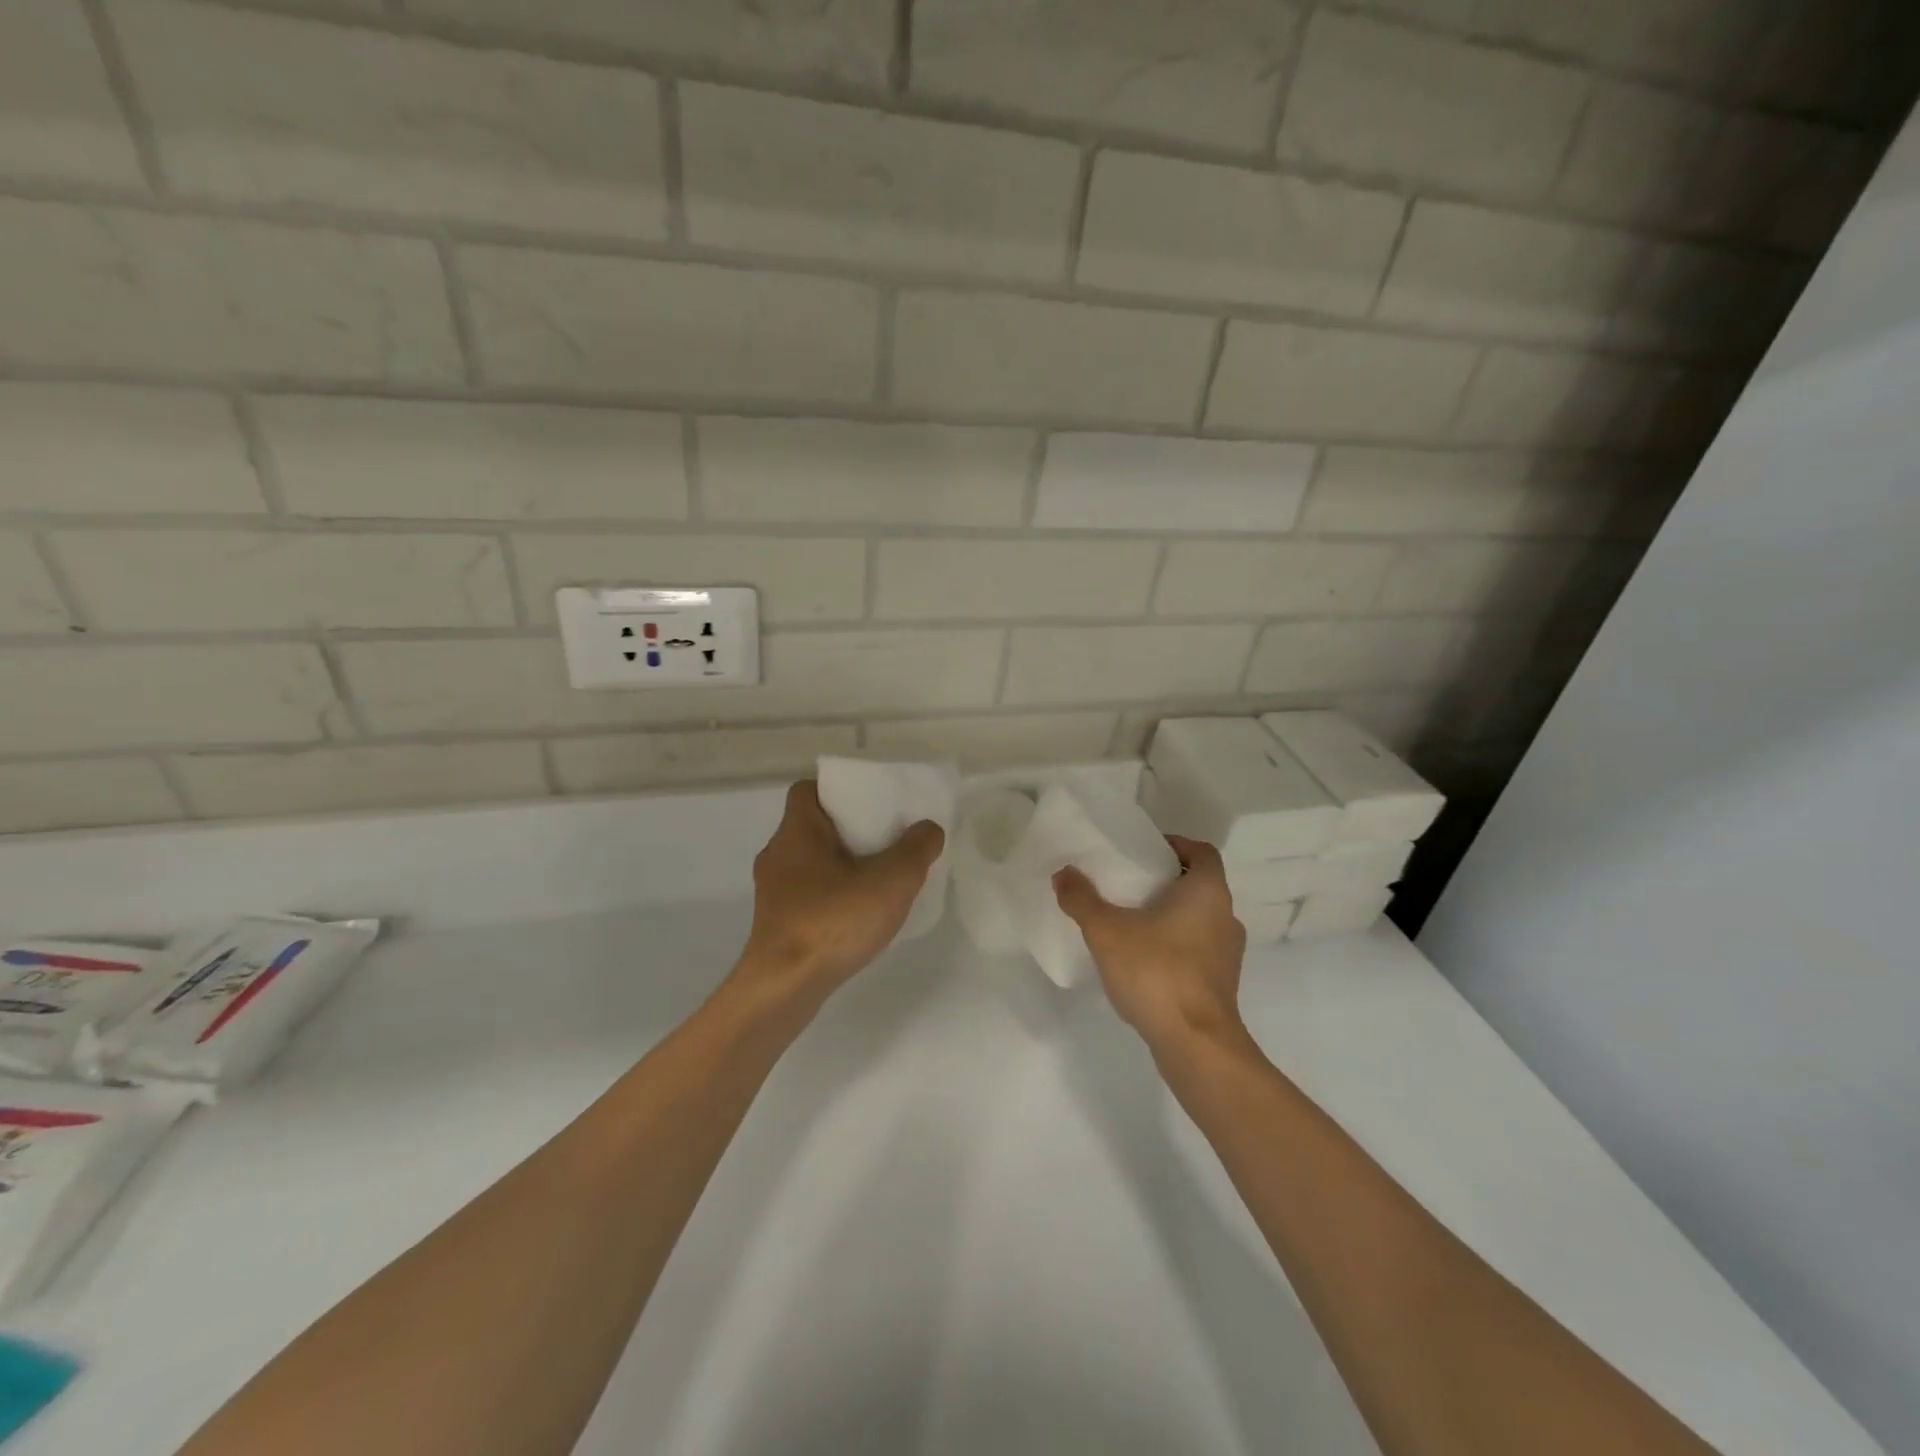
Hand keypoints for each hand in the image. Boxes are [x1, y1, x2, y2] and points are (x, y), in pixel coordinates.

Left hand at [730, 780, 944, 1010]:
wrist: (784, 988)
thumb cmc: (832, 921)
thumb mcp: (891, 881)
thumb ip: (916, 849)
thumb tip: (928, 829)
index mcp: (797, 831)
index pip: (809, 790)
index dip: (839, 791)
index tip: (871, 804)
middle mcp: (778, 855)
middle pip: (815, 827)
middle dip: (851, 831)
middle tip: (888, 840)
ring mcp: (774, 893)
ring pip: (812, 863)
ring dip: (843, 866)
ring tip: (881, 879)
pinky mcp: (776, 925)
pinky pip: (810, 895)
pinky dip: (834, 897)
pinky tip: (860, 915)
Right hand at [1053, 836, 1247, 1052]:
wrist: (1195, 1044)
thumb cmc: (1156, 972)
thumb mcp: (1107, 931)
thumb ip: (1082, 899)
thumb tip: (1063, 874)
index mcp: (1207, 892)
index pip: (1201, 852)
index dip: (1176, 845)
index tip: (1144, 850)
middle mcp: (1226, 917)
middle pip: (1199, 885)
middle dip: (1165, 881)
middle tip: (1128, 883)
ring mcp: (1228, 954)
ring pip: (1199, 919)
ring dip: (1171, 915)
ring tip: (1131, 921)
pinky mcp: (1222, 984)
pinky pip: (1198, 950)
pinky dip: (1175, 945)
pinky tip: (1143, 959)